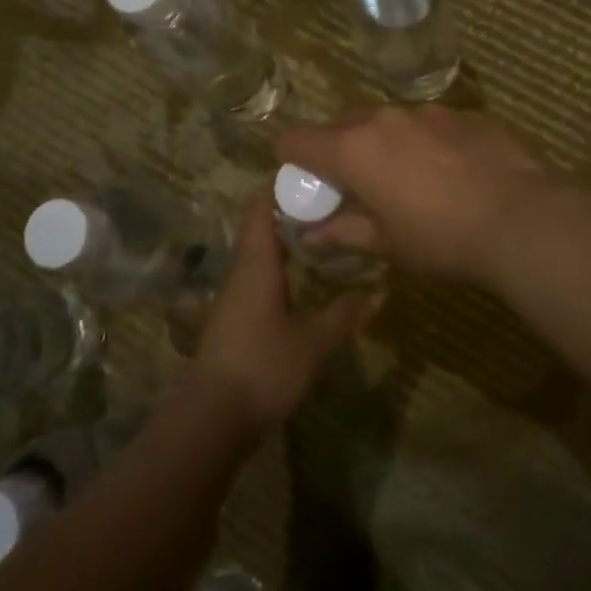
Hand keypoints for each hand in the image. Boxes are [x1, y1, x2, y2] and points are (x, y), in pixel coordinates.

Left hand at [193, 198, 374, 425]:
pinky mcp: (238, 316)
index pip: (262, 206)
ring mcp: (237, 294)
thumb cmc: (262, 367)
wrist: (211, 418)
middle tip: (337, 200)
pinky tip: (310, 273)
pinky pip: (262, 274)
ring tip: (331, 230)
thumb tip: (379, 290)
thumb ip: (344, 313)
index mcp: (256, 263)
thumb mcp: (313, 342)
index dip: (284, 185)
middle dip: (296, 209)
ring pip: (263, 251)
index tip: (318, 172)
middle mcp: (242, 270)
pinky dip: (285, 263)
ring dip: (291, 237)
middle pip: (264, 225)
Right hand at [275, 105, 546, 284]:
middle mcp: (384, 119)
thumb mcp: (387, 243)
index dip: (291, 159)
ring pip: (389, 122)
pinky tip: (452, 173)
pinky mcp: (465, 114)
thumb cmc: (441, 238)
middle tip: (358, 187)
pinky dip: (426, 142)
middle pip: (342, 125)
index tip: (306, 182)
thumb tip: (312, 234)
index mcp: (353, 149)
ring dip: (386, 145)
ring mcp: (428, 111)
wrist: (521, 219)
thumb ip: (344, 232)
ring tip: (411, 180)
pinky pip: (429, 124)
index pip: (295, 139)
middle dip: (340, 152)